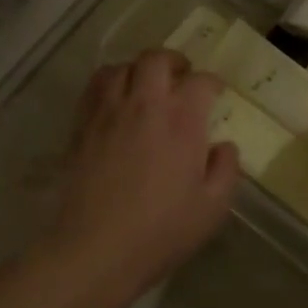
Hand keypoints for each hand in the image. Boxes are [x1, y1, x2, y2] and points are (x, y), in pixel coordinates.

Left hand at [40, 50, 238, 298]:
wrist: (96, 249)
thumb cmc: (161, 231)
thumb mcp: (212, 208)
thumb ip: (225, 170)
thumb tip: (224, 146)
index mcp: (182, 120)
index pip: (201, 81)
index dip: (211, 83)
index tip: (215, 94)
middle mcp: (145, 104)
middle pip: (157, 59)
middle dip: (174, 61)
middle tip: (181, 77)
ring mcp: (109, 111)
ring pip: (122, 67)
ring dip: (138, 70)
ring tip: (145, 86)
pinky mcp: (82, 125)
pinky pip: (95, 87)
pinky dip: (109, 83)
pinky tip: (115, 101)